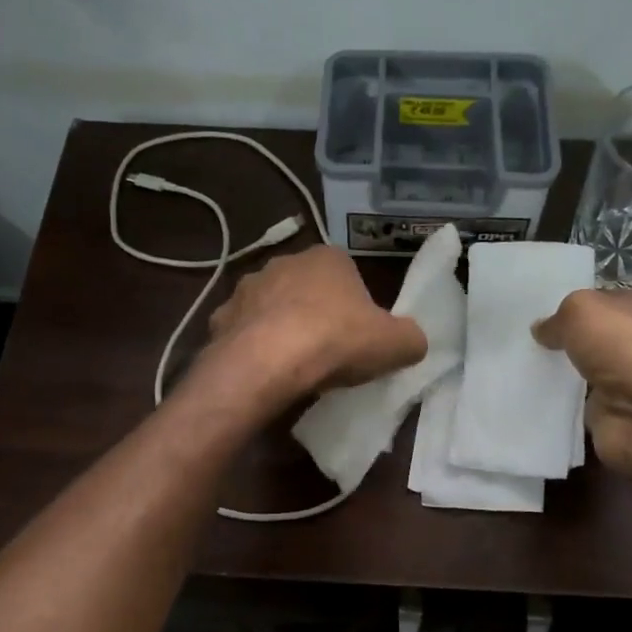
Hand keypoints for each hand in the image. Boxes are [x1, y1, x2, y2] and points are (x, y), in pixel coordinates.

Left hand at [207, 245, 428, 399]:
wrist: (267, 363)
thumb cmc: (336, 341)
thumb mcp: (396, 344)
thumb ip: (411, 338)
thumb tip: (412, 341)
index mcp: (328, 258)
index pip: (347, 274)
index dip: (355, 305)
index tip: (358, 335)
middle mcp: (284, 262)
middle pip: (306, 288)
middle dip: (315, 312)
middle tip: (329, 351)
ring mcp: (247, 288)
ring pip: (271, 307)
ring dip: (281, 328)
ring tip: (294, 365)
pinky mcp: (220, 318)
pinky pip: (243, 332)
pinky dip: (252, 347)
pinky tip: (264, 373)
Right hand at [532, 288, 631, 480]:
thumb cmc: (623, 347)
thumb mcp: (581, 311)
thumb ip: (557, 317)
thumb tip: (541, 330)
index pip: (601, 300)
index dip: (571, 305)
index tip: (535, 312)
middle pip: (590, 338)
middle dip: (561, 341)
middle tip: (521, 341)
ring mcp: (624, 381)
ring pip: (580, 372)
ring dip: (556, 375)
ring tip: (518, 369)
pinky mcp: (611, 414)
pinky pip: (575, 406)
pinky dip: (556, 405)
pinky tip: (529, 398)